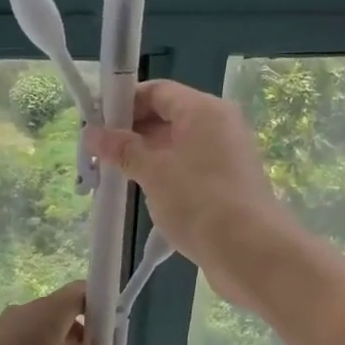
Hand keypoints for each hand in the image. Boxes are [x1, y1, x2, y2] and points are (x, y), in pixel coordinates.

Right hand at [87, 81, 301, 310]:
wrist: (251, 253)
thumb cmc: (199, 202)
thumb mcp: (154, 173)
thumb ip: (123, 150)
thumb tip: (92, 132)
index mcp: (204, 110)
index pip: (158, 91)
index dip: (125, 103)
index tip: (97, 124)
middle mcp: (220, 126)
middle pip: (169, 117)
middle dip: (133, 133)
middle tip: (100, 154)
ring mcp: (227, 157)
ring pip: (179, 147)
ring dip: (148, 158)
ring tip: (116, 176)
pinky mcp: (229, 186)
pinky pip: (190, 170)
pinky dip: (167, 177)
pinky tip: (145, 196)